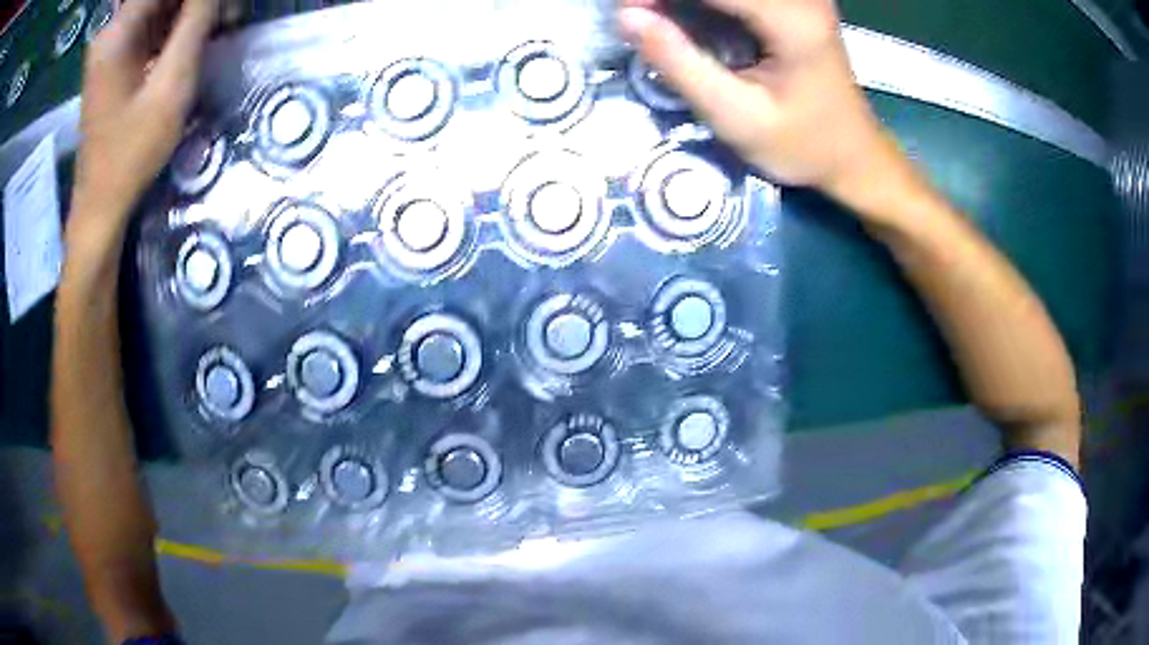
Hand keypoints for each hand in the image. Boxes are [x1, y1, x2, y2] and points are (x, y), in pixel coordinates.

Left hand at [74, 0, 218, 223]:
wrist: (100, 204)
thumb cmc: (131, 153)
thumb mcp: (171, 85)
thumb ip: (196, 22)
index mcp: (117, 31)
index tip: (220, 8)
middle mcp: (110, 29)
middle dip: (195, 3)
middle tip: (224, 16)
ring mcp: (110, 44)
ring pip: (158, 6)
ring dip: (188, 11)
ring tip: (215, 26)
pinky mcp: (114, 57)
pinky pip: (151, 22)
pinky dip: (175, 24)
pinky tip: (192, 38)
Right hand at [618, 0, 895, 198]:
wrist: (854, 154)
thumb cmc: (802, 145)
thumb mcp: (737, 117)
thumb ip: (680, 64)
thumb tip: (626, 16)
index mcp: (792, 18)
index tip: (625, 12)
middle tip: (637, 16)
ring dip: (683, 1)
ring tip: (655, 17)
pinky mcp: (794, 0)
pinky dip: (704, 3)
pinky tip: (683, 16)